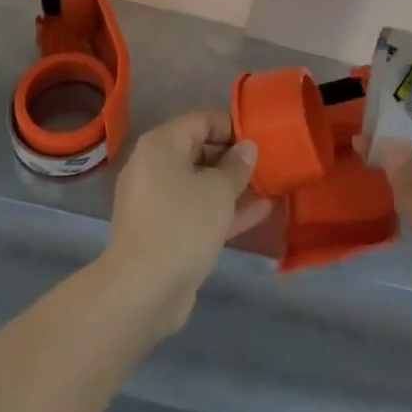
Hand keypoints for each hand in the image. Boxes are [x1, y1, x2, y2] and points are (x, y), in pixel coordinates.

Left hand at [102, 111, 271, 334]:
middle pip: (199, 151)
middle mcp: (154, 166)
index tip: (261, 140)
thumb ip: (237, 166)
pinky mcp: (162, 231)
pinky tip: (258, 212)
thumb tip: (247, 148)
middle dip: (233, 159)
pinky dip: (221, 210)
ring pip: (199, 184)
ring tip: (269, 186)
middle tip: (267, 165)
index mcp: (161, 144)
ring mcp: (156, 201)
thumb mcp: (218, 190)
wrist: (142, 290)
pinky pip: (195, 210)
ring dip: (231, 187)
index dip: (233, 128)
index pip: (202, 121)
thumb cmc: (182, 224)